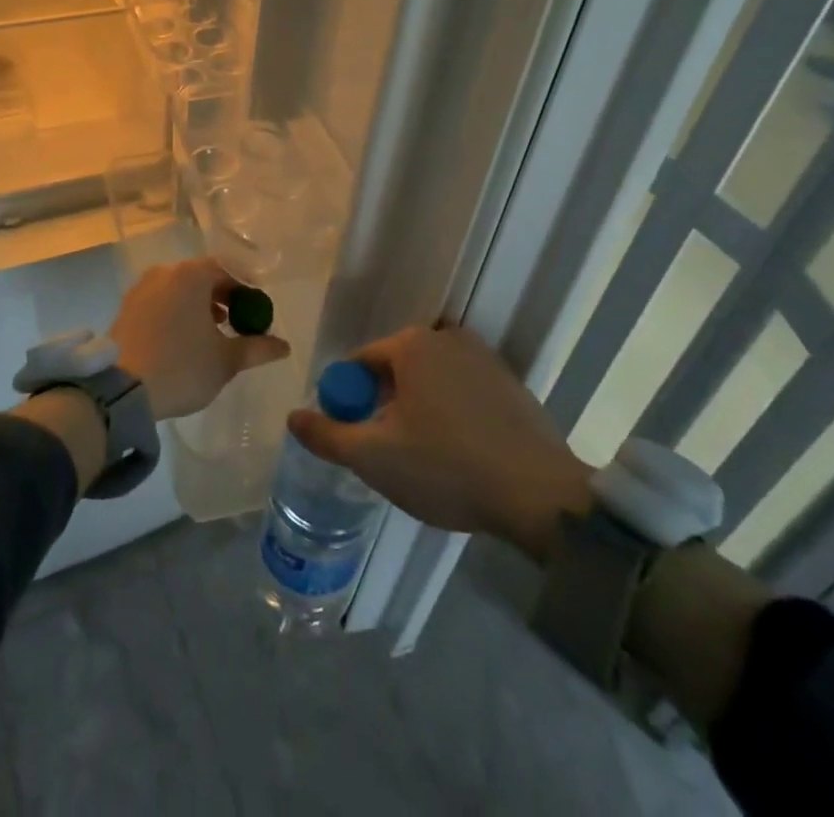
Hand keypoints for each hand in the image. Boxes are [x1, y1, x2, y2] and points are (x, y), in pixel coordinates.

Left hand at [112, 258, 290, 421]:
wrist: (121, 389)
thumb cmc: (181, 366)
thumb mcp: (225, 360)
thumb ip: (257, 348)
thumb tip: (283, 346)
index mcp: (191, 275)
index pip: (227, 270)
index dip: (246, 289)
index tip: (257, 310)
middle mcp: (165, 272)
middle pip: (202, 277)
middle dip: (223, 297)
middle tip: (238, 323)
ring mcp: (142, 288)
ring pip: (180, 289)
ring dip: (200, 305)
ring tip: (213, 333)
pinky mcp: (127, 307)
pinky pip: (161, 300)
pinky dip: (177, 312)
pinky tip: (185, 338)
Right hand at [286, 323, 593, 561]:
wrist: (540, 497)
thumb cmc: (446, 467)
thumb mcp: (373, 458)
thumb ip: (327, 436)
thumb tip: (293, 417)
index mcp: (411, 344)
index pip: (359, 365)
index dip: (349, 402)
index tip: (357, 440)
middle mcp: (446, 337)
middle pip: (395, 370)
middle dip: (385, 407)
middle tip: (390, 454)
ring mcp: (484, 357)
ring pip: (430, 382)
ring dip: (419, 411)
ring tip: (428, 459)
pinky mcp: (511, 383)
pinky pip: (463, 392)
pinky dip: (453, 415)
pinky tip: (462, 454)